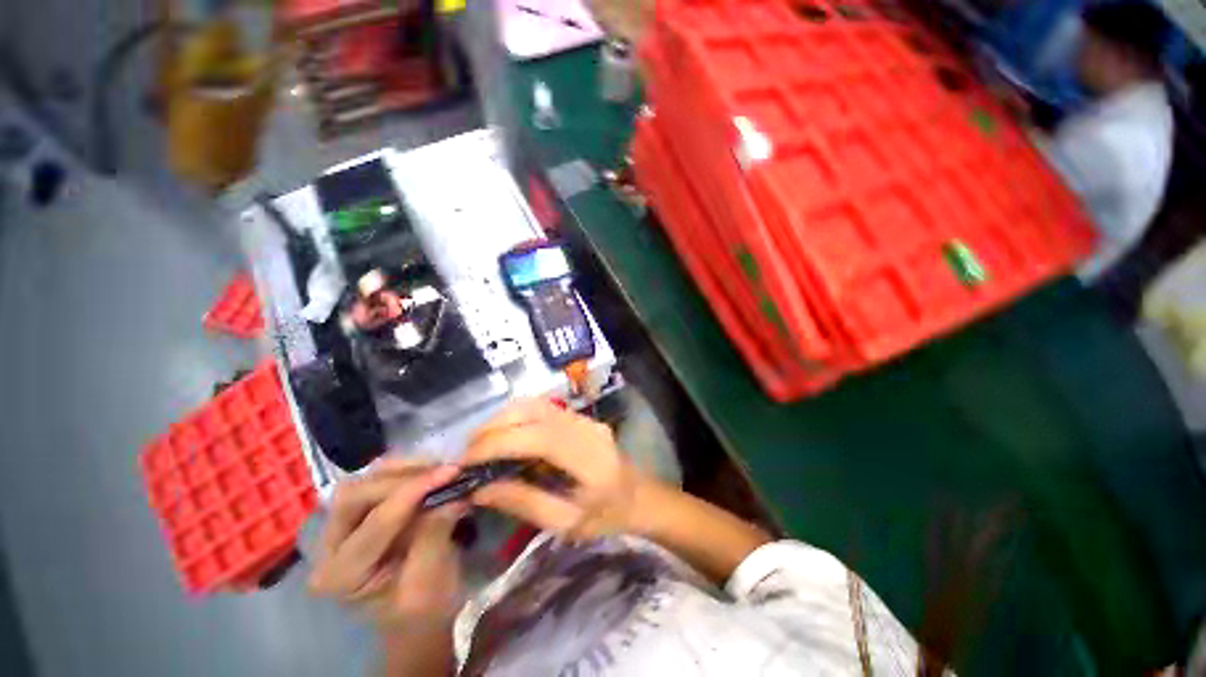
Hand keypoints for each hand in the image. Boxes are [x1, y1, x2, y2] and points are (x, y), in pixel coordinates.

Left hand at [308, 460, 465, 630]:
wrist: (417, 617)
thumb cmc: (424, 609)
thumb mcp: (432, 581)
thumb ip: (435, 535)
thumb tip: (453, 494)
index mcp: (342, 577)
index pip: (375, 522)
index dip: (414, 491)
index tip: (452, 471)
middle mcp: (328, 549)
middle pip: (355, 495)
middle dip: (403, 478)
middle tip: (444, 470)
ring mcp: (338, 529)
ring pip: (362, 482)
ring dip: (403, 469)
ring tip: (438, 468)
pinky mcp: (355, 516)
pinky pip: (373, 481)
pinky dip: (403, 471)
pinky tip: (427, 472)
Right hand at [462, 399, 648, 539]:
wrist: (640, 496)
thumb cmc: (607, 517)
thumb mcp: (567, 524)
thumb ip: (524, 503)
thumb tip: (479, 490)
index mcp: (587, 457)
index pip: (535, 437)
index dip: (496, 444)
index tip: (465, 463)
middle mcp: (584, 427)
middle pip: (531, 412)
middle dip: (492, 429)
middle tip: (467, 455)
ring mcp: (583, 417)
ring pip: (534, 404)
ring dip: (502, 419)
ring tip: (481, 446)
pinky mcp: (579, 416)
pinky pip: (542, 408)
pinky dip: (516, 418)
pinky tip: (505, 437)